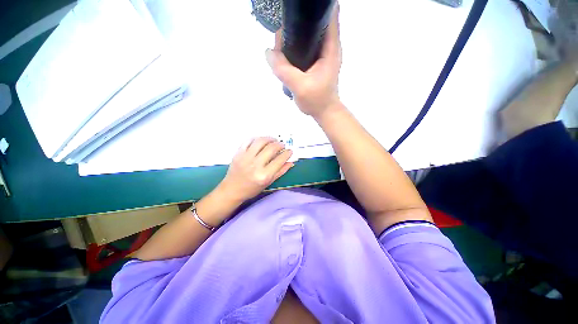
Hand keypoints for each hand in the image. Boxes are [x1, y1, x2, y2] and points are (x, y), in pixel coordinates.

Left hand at [217, 137, 293, 201]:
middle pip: (271, 148)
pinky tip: (261, 141)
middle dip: (280, 144)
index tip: (289, 151)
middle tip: (282, 145)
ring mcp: (245, 158)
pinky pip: (249, 140)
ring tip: (273, 140)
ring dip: (270, 138)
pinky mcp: (238, 153)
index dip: (287, 153)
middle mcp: (255, 165)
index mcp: (264, 175)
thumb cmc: (252, 189)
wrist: (232, 189)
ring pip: (260, 141)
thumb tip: (290, 162)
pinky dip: (257, 138)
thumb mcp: (268, 182)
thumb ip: (280, 171)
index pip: (280, 160)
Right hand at [265, 4, 341, 119]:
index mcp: (330, 48)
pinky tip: (286, 54)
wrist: (324, 112)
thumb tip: (268, 52)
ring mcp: (322, 54)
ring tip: (280, 45)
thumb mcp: (299, 86)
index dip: (313, 9)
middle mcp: (328, 47)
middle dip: (297, 24)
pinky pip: (305, 47)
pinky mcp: (317, 62)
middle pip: (314, 23)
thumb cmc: (317, 101)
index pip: (328, 15)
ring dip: (294, 36)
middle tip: (281, 35)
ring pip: (308, 35)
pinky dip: (295, 46)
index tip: (295, 14)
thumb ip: (284, 70)